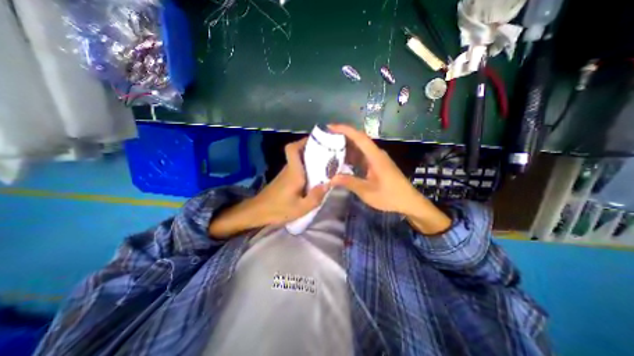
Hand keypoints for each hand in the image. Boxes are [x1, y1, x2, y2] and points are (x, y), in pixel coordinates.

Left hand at [249, 138, 326, 223]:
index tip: (316, 141)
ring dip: (310, 160)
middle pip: (298, 152)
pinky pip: (297, 168)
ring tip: (325, 166)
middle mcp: (289, 169)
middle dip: (312, 150)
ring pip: (299, 160)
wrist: (257, 213)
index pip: (292, 149)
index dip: (303, 141)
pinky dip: (306, 169)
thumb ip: (315, 196)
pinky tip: (314, 178)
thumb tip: (328, 184)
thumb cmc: (278, 210)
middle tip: (328, 154)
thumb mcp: (301, 208)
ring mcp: (285, 173)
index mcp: (293, 172)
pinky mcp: (284, 179)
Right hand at [327, 124, 450, 234]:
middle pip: (359, 140)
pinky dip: (352, 157)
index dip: (345, 130)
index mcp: (375, 156)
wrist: (408, 202)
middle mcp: (376, 154)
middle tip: (326, 139)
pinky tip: (343, 162)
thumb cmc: (390, 196)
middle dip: (342, 137)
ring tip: (330, 149)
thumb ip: (349, 182)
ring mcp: (377, 159)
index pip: (359, 137)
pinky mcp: (377, 165)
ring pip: (360, 148)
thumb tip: (331, 179)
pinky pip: (362, 157)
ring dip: (346, 148)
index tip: (330, 127)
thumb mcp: (367, 191)